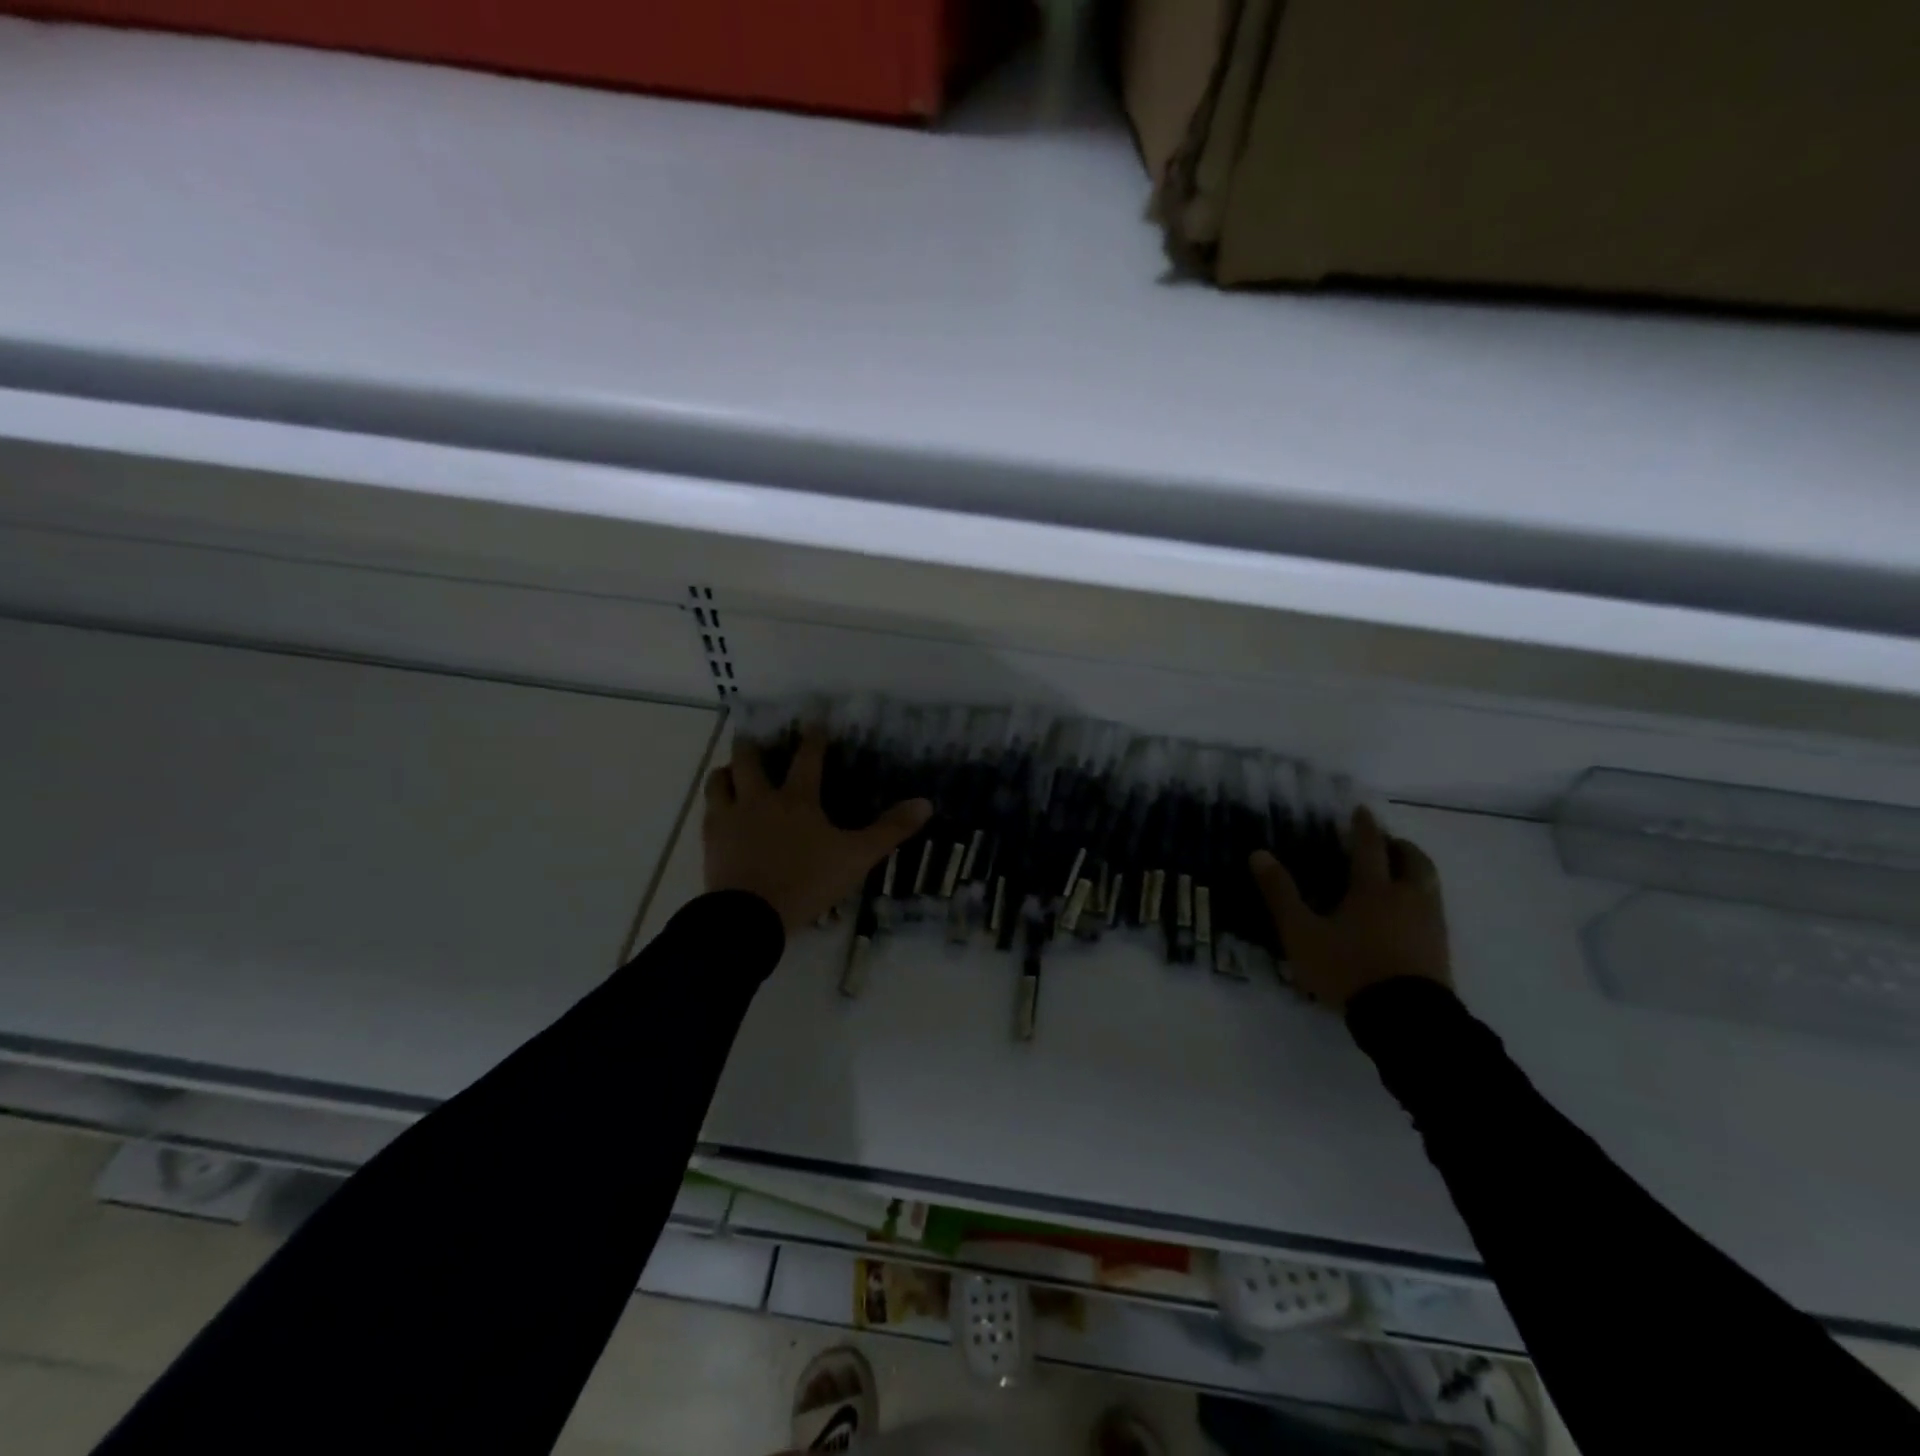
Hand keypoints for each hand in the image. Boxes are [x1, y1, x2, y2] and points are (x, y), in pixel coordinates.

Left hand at [703, 729, 931, 936]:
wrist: (750, 916)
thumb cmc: (807, 881)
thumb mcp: (856, 857)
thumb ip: (890, 830)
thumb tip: (925, 803)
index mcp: (797, 799)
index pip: (807, 758)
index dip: (813, 737)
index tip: (814, 721)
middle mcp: (760, 799)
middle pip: (749, 760)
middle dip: (752, 746)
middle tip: (754, 740)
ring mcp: (730, 818)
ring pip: (719, 781)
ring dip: (727, 772)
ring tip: (732, 772)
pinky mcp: (711, 840)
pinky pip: (708, 813)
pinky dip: (715, 805)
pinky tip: (718, 811)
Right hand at [1250, 807, 1451, 1011]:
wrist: (1405, 1018)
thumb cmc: (1348, 969)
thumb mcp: (1301, 933)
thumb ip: (1281, 893)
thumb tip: (1259, 854)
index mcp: (1372, 889)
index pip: (1369, 847)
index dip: (1364, 827)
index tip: (1362, 811)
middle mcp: (1406, 898)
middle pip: (1413, 861)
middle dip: (1400, 846)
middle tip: (1387, 843)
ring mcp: (1429, 923)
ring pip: (1429, 884)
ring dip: (1415, 870)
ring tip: (1399, 874)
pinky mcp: (1440, 948)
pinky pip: (1434, 909)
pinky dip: (1421, 898)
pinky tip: (1407, 914)